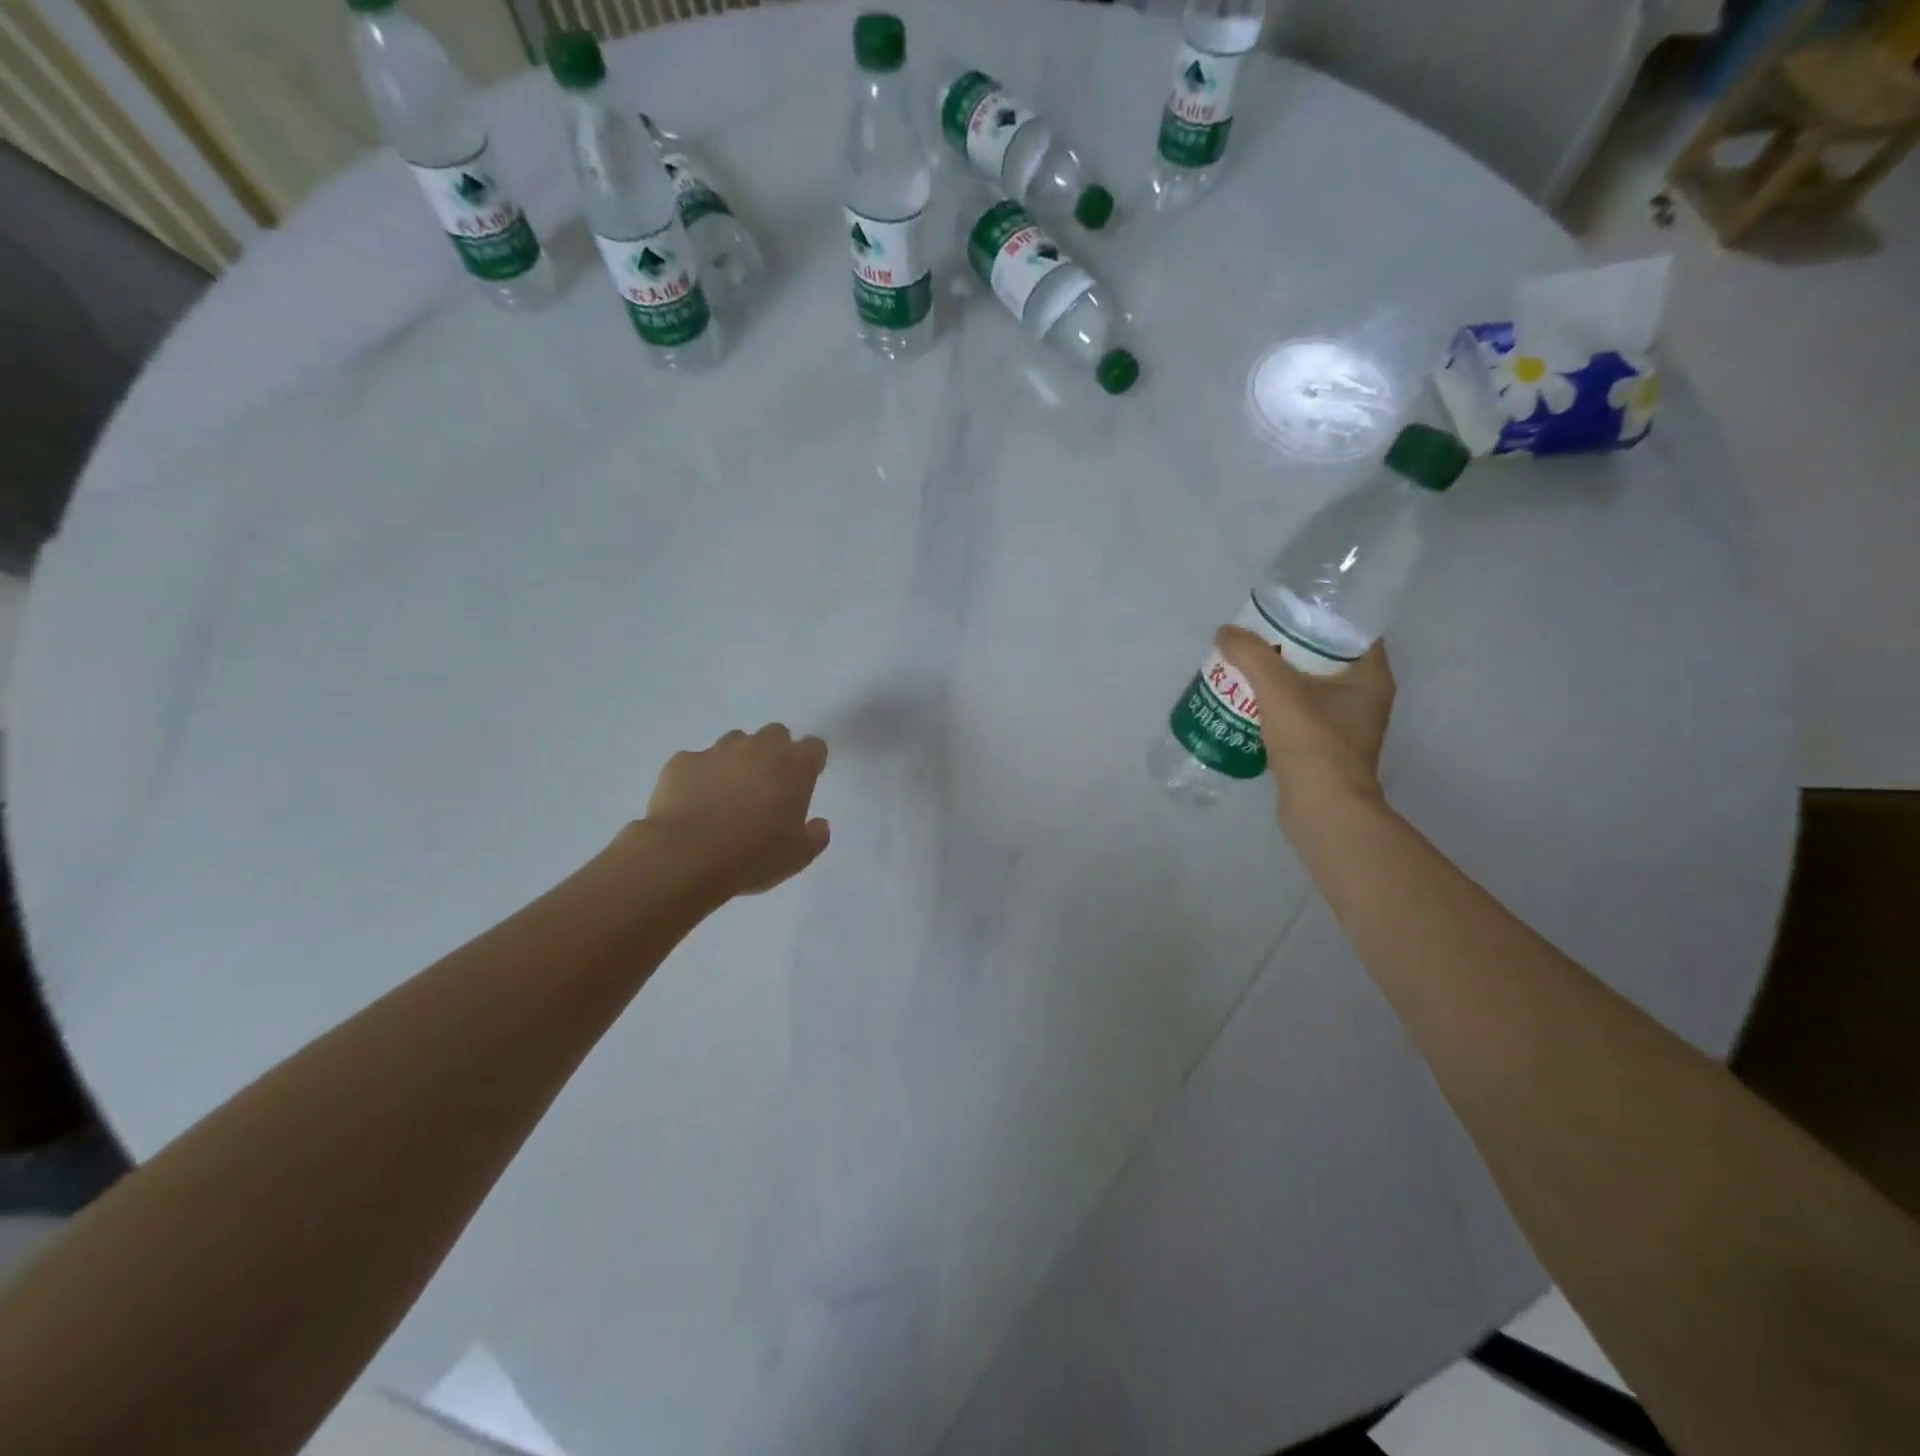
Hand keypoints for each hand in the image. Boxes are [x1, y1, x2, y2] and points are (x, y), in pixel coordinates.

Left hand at [643, 725, 830, 900]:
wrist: (687, 856)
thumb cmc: (754, 855)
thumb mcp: (798, 856)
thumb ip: (815, 837)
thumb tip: (819, 825)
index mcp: (795, 767)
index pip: (814, 747)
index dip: (811, 762)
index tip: (806, 780)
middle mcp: (759, 749)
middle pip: (775, 734)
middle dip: (775, 752)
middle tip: (768, 784)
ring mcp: (718, 751)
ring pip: (735, 741)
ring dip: (738, 759)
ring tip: (729, 792)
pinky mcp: (683, 762)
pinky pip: (696, 761)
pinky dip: (700, 775)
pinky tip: (694, 802)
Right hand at [1215, 628, 1394, 818]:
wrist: (1323, 811)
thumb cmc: (1313, 744)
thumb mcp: (1278, 690)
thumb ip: (1252, 656)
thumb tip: (1226, 632)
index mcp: (1370, 677)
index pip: (1351, 630)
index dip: (1320, 615)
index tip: (1285, 611)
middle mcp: (1365, 698)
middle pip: (1326, 659)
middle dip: (1289, 648)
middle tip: (1256, 640)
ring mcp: (1346, 726)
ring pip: (1310, 689)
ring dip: (1279, 679)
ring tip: (1245, 669)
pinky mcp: (1325, 750)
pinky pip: (1300, 716)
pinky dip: (1276, 708)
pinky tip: (1248, 705)